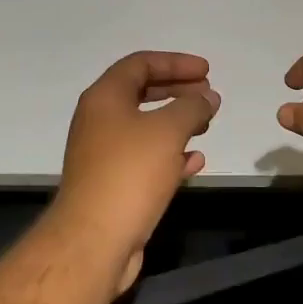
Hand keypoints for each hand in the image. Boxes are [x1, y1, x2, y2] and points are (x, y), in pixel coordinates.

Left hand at [53, 51, 218, 289]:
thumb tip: (207, 98)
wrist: (94, 241)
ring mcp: (104, 154)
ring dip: (177, 122)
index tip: (206, 71)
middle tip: (207, 94)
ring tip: (206, 125)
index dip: (175, 62)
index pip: (140, 64)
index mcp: (105, 98)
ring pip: (145, 127)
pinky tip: (195, 161)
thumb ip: (192, 107)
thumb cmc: (130, 172)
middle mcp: (99, 120)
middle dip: (177, 90)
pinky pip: (145, 159)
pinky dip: (170, 155)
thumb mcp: (168, 130)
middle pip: (142, 93)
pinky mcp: (112, 185)